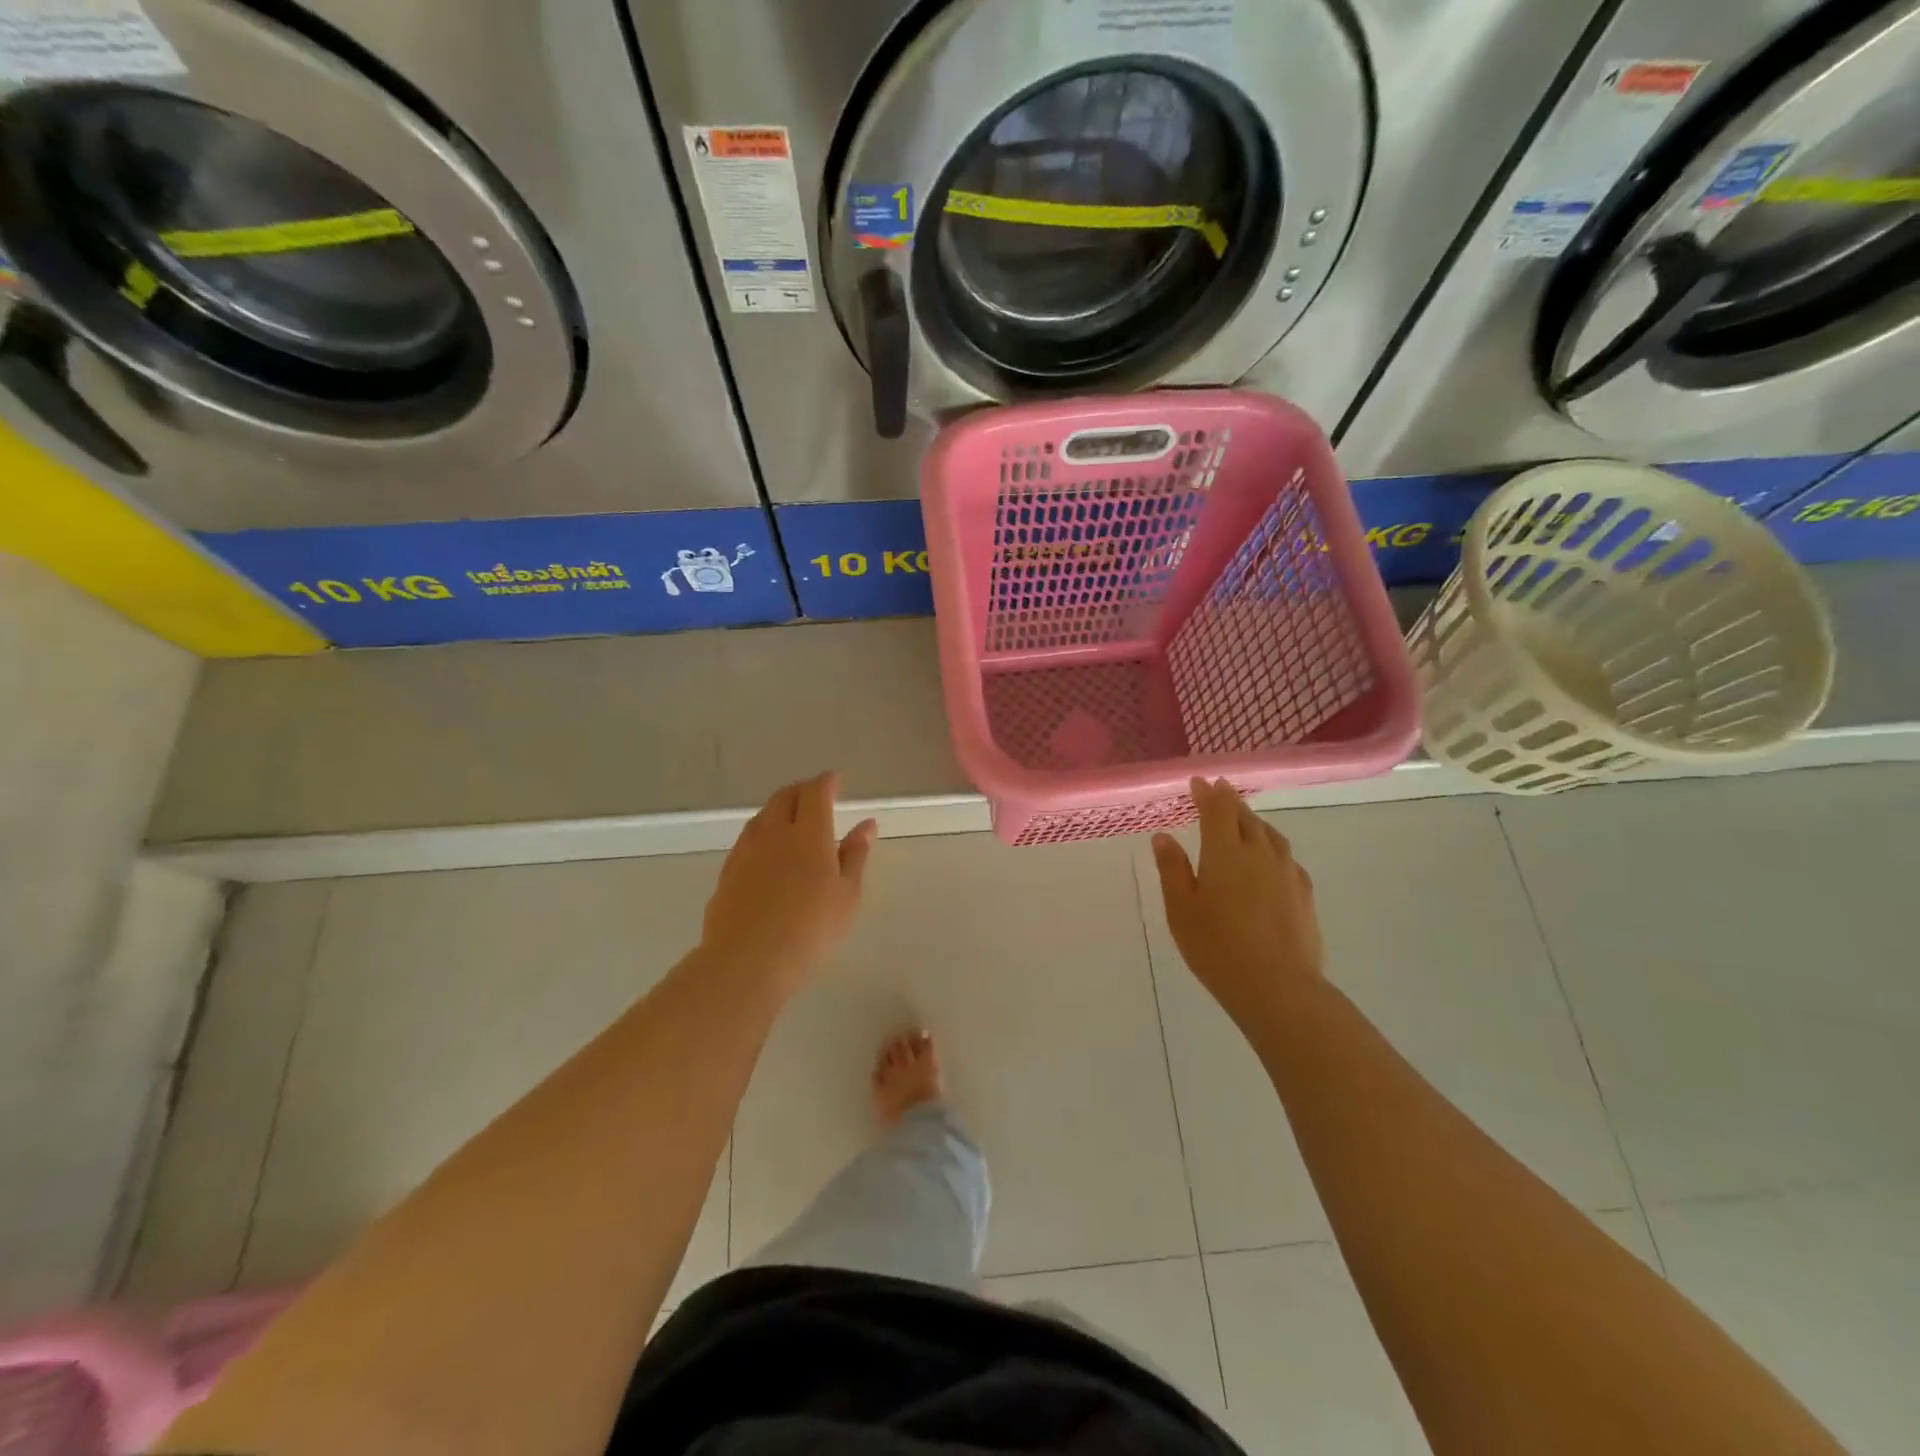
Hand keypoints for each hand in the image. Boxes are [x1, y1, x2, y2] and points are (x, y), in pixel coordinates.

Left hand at [700, 772, 877, 991]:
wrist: (748, 959)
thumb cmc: (811, 928)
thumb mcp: (847, 894)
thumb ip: (856, 855)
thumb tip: (866, 825)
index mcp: (809, 833)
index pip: (815, 793)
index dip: (826, 783)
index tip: (835, 781)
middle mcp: (774, 833)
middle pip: (785, 797)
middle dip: (801, 790)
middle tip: (815, 795)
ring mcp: (746, 851)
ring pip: (763, 816)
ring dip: (779, 809)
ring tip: (791, 819)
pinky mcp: (728, 871)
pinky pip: (747, 839)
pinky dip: (762, 833)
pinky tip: (766, 850)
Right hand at [1152, 778, 1323, 1028]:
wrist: (1278, 987)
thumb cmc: (1217, 947)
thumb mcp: (1181, 909)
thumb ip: (1172, 869)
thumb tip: (1163, 837)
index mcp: (1224, 852)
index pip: (1217, 809)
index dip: (1208, 793)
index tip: (1199, 782)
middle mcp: (1259, 853)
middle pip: (1245, 816)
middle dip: (1230, 801)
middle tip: (1219, 792)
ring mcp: (1286, 872)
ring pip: (1270, 834)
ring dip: (1254, 821)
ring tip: (1244, 820)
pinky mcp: (1304, 894)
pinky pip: (1286, 857)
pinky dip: (1272, 846)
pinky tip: (1270, 859)